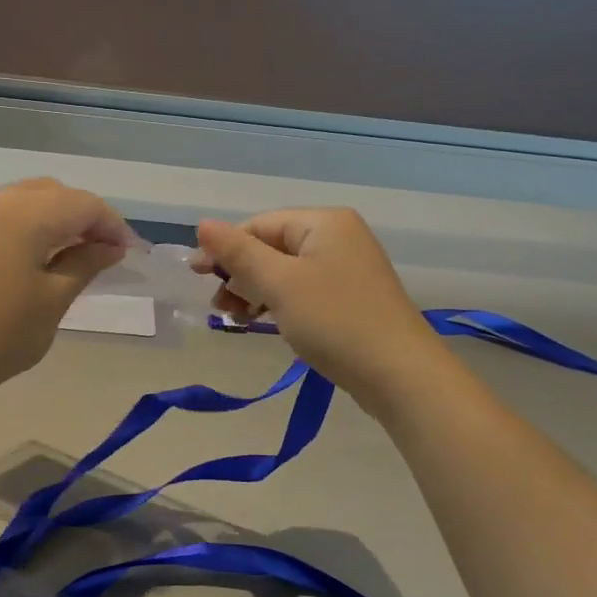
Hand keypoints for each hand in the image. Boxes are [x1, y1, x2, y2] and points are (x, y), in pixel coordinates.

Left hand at [0, 179, 140, 398]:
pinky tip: (26, 252)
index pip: (82, 204)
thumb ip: (85, 263)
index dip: (111, 224)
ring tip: (66, 250)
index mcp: (22, 214)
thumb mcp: (53, 301)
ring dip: (50, 216)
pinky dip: (19, 222)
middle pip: (51, 192)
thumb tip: (110, 246)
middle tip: (101, 250)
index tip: (127, 251)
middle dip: (81, 216)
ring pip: (20, 198)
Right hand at [192, 209, 440, 399]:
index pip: (259, 225)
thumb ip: (238, 253)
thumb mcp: (279, 284)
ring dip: (255, 291)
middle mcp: (338, 237)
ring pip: (286, 271)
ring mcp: (347, 268)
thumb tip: (202, 224)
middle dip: (240, 274)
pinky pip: (303, 290)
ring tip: (235, 319)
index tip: (196, 277)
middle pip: (272, 246)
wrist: (400, 375)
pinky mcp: (351, 298)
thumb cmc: (335, 321)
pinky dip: (279, 303)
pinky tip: (264, 322)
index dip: (225, 249)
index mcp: (324, 222)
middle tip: (219, 307)